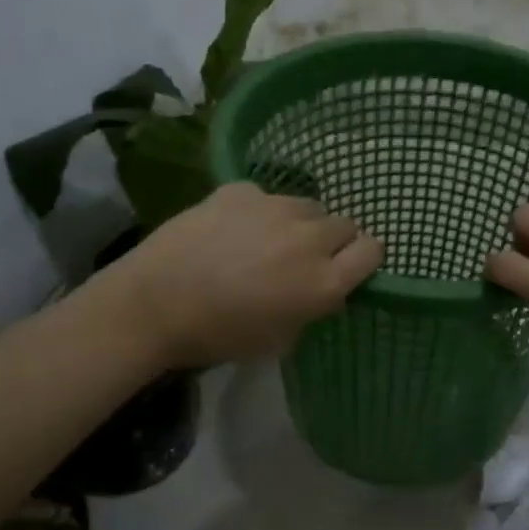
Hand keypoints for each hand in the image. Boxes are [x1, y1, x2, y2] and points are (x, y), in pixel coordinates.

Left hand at [98, 183, 382, 367]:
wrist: (154, 304)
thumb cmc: (219, 335)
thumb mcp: (280, 338)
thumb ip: (313, 307)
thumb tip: (322, 290)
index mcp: (325, 281)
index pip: (373, 250)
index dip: (363, 257)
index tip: (348, 266)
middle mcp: (310, 238)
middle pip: (344, 224)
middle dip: (332, 240)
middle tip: (302, 258)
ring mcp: (276, 207)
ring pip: (308, 206)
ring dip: (299, 222)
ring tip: (267, 240)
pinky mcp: (242, 190)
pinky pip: (267, 196)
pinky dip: (258, 211)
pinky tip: (231, 229)